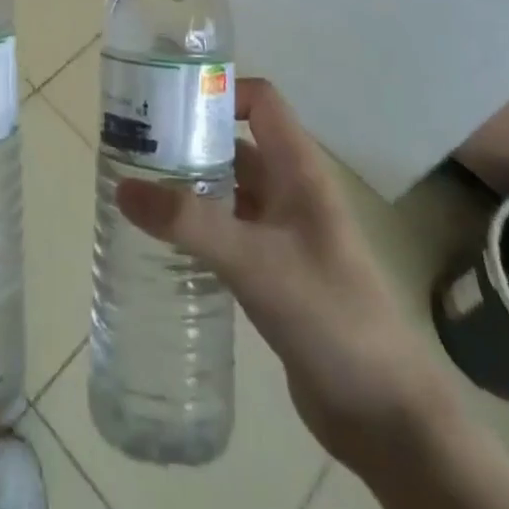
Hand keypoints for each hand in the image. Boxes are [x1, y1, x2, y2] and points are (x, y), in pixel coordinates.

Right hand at [116, 77, 450, 467]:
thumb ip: (189, 223)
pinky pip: (228, 231)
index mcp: (299, 170)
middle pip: (236, 143)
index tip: (167, 103)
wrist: (386, 416)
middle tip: (133, 146)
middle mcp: (291, 192)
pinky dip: (198, 227)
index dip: (219, 91)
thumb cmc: (330, 316)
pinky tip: (163, 242)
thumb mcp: (256, 261)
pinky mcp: (274, 273)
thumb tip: (123, 187)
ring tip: (136, 188)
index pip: (261, 101)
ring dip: (189, 185)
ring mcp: (284, 234)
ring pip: (229, 189)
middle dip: (189, 139)